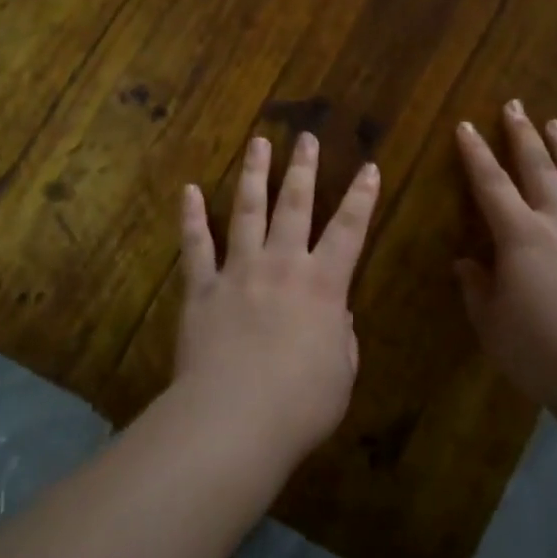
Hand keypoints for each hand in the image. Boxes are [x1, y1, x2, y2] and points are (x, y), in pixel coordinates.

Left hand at [174, 133, 380, 468]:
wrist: (233, 420)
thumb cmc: (300, 405)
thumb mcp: (341, 376)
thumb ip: (342, 339)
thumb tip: (337, 316)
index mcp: (323, 286)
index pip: (350, 230)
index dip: (362, 198)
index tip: (368, 166)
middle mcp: (282, 265)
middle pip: (295, 205)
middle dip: (303, 168)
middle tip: (305, 137)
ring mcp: (239, 272)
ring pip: (247, 211)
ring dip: (253, 174)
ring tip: (257, 142)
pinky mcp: (202, 288)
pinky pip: (195, 246)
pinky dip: (191, 218)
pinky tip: (188, 190)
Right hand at [454, 101, 556, 417]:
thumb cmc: (545, 354)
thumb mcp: (494, 327)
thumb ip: (477, 290)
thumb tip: (466, 262)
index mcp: (520, 236)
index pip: (491, 184)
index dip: (476, 154)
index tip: (466, 126)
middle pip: (538, 167)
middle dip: (522, 134)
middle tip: (515, 105)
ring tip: (556, 124)